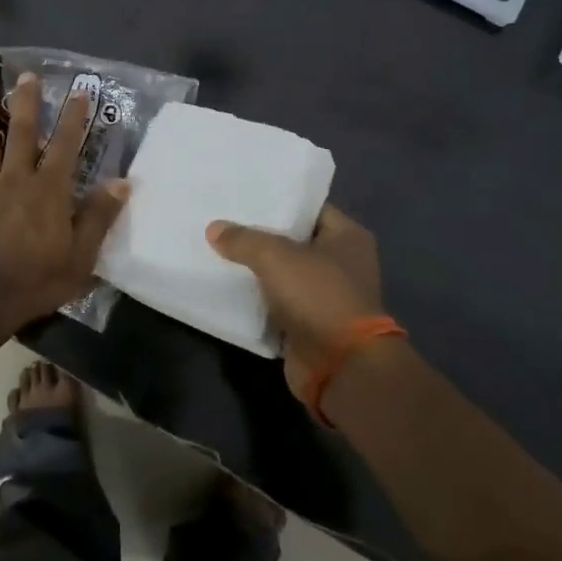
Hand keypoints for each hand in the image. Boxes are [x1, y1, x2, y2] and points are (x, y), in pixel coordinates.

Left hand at [0, 73, 129, 329]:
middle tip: (26, 75)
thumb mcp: (81, 256)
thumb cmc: (35, 280)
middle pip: (22, 133)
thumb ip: (99, 217)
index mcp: (49, 190)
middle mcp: (16, 180)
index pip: (66, 146)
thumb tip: (121, 182)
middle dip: (26, 102)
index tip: (79, 91)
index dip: (74, 117)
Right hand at [207, 205, 388, 399]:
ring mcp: (326, 296)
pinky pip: (277, 302)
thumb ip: (243, 239)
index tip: (244, 194)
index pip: (309, 207)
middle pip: (294, 240)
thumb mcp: (275, 256)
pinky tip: (227, 284)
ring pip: (283, 272)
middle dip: (261, 234)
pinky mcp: (310, 324)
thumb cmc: (318, 296)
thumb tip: (214, 228)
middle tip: (224, 218)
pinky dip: (257, 297)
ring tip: (218, 247)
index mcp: (347, 237)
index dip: (278, 200)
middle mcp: (342, 263)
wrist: (339, 366)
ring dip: (257, 268)